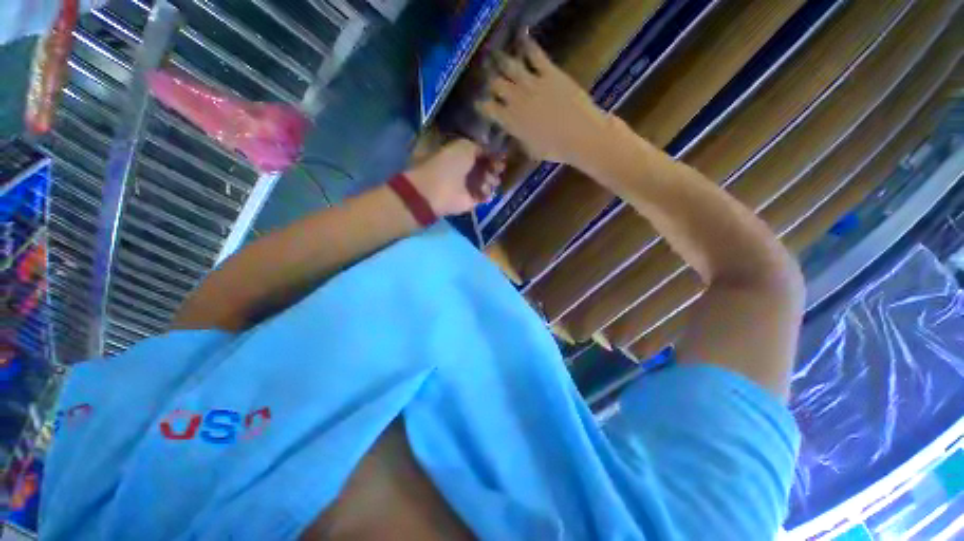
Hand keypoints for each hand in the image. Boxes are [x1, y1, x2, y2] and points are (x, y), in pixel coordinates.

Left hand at [405, 139, 502, 216]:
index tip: (501, 157)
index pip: (480, 153)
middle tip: (498, 170)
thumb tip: (491, 152)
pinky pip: (483, 196)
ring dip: (491, 181)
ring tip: (491, 181)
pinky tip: (486, 192)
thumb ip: (480, 148)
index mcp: (461, 153)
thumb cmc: (449, 165)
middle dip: (493, 168)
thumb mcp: (465, 147)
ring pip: (486, 182)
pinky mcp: (470, 200)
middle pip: (485, 168)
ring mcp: (467, 186)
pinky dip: (487, 194)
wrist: (437, 191)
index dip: (491, 154)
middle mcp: (464, 169)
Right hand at [476, 36, 610, 165]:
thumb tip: (515, 132)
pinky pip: (535, 55)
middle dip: (493, 82)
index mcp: (511, 122)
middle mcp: (516, 100)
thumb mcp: (532, 150)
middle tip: (493, 81)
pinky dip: (528, 46)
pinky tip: (523, 40)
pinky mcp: (549, 73)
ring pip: (510, 67)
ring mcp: (532, 84)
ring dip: (504, 62)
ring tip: (500, 58)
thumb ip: (520, 137)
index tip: (480, 103)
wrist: (580, 135)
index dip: (483, 105)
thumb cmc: (555, 150)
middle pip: (497, 84)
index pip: (489, 109)